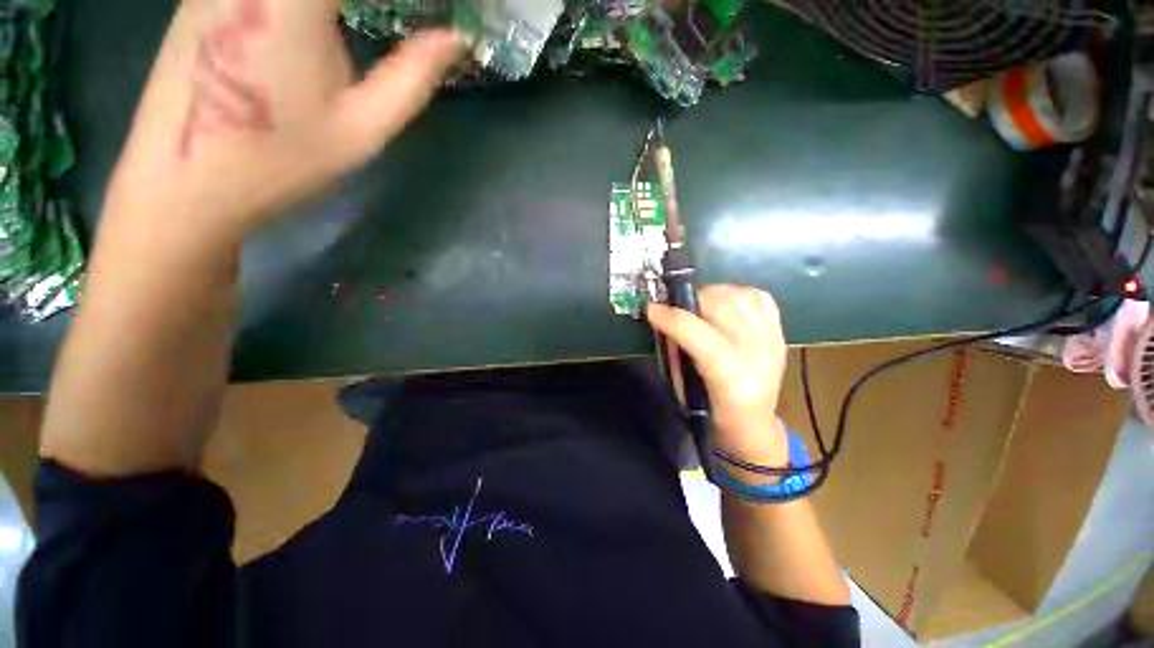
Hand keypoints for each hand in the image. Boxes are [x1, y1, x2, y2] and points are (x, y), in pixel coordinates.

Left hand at [104, 0, 462, 246]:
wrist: (184, 183)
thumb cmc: (281, 159)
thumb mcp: (363, 126)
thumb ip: (414, 76)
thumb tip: (455, 39)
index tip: (439, 11)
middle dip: (374, 2)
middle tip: (408, 18)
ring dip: (345, 5)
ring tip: (370, 23)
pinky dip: (309, 4)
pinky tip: (321, 23)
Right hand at [647, 285, 788, 469]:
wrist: (754, 425)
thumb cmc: (711, 413)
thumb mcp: (684, 390)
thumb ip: (675, 352)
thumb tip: (663, 318)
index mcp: (732, 382)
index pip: (702, 337)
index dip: (674, 319)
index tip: (651, 309)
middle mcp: (759, 357)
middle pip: (723, 308)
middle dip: (690, 300)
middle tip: (673, 307)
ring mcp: (774, 341)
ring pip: (740, 296)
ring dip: (711, 295)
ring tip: (697, 305)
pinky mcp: (780, 331)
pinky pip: (758, 296)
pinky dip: (735, 294)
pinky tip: (722, 304)